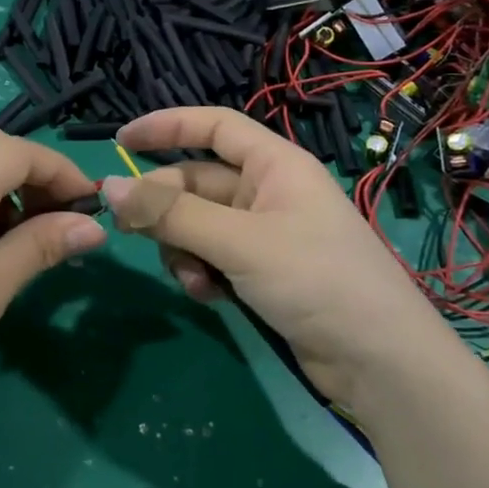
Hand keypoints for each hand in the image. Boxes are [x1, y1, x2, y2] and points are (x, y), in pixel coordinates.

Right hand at [102, 107, 447, 401]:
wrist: (379, 361)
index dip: (168, 126)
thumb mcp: (239, 242)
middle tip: (131, 233)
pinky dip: (202, 273)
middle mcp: (268, 192)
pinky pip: (213, 257)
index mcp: (275, 165)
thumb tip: (109, 187)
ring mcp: (266, 235)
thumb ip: (172, 214)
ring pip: (199, 225)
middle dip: (166, 209)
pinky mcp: (263, 273)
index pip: (215, 126)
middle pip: (198, 182)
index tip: (121, 139)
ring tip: (192, 280)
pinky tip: (208, 297)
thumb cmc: (316, 280)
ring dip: (182, 249)